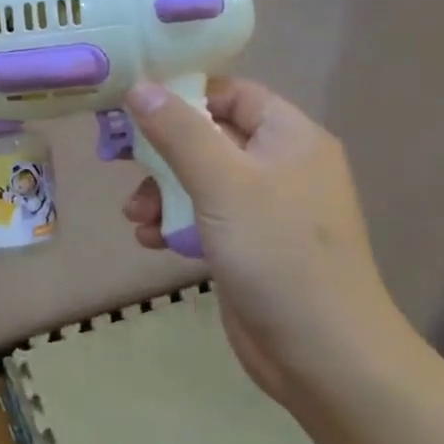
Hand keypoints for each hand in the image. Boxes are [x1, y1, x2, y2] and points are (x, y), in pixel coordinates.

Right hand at [121, 78, 407, 399]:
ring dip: (161, 192)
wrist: (324, 357)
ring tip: (134, 216)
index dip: (184, 94)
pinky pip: (205, 217)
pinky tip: (149, 240)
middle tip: (120, 161)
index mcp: (290, 137)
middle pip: (209, 137)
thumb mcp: (222, 183)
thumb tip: (139, 86)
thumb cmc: (277, 253)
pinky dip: (175, 222)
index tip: (135, 106)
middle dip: (162, 152)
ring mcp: (266, 209)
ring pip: (201, 180)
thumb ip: (178, 131)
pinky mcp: (250, 246)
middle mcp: (281, 166)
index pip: (232, 94)